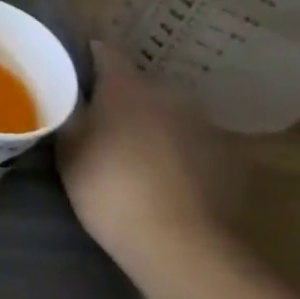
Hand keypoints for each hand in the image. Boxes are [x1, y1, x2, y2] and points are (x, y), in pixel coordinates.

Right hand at [58, 41, 230, 262]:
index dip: (86, 57)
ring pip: (168, 114)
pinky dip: (178, 152)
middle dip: (119, 97)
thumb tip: (67, 97)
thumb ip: (70, 114)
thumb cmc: (109, 188)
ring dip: (151, 124)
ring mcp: (206, 128)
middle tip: (97, 120)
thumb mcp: (68, 148)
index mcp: (126, 86)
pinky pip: (193, 144)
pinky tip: (164, 178)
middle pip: (139, 85)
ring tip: (132, 153)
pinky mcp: (232, 161)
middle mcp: (170, 96)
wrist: (183, 247)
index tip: (71, 71)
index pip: (104, 51)